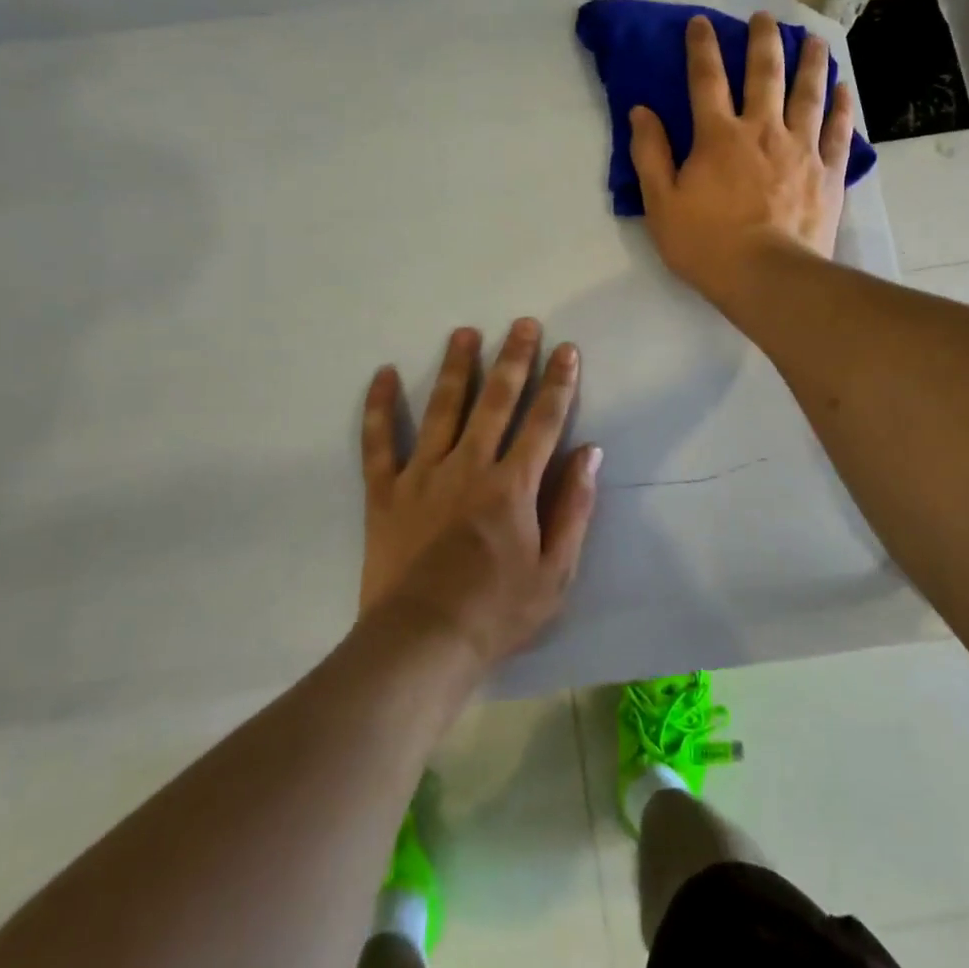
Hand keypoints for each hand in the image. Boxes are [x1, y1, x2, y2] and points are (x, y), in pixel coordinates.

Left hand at [359, 319, 602, 667]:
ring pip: (442, 408)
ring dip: (455, 367)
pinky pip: (378, 442)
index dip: (559, 383)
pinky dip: (379, 407)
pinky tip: (382, 374)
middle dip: (513, 359)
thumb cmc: (497, 613)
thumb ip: (574, 508)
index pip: (543, 421)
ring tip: (465, 333)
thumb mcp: (555, 571)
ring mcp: (423, 475)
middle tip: (523, 324)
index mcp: (513, 486)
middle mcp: (469, 466)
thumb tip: (590, 452)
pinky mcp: (385, 492)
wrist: (421, 644)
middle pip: (496, 401)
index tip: (567, 350)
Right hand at [629, 12, 855, 307]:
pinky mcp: (828, 172)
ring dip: (811, 62)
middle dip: (763, 40)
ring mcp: (801, 148)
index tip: (701, 22)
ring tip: (814, 39)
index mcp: (718, 136)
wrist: (767, 277)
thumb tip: (641, 111)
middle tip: (766, 17)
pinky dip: (842, 106)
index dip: (702, 47)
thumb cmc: (707, 245)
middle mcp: (762, 130)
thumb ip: (650, 154)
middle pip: (765, 74)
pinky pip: (838, 130)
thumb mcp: (661, 204)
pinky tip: (845, 88)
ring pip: (808, 93)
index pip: (706, 79)